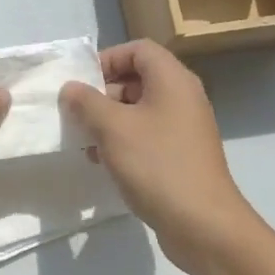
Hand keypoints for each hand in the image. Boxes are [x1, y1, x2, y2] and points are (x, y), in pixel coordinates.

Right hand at [60, 40, 257, 274]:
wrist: (203, 224)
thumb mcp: (112, 128)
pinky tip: (102, 163)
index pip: (138, 49)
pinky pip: (146, 135)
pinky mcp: (180, 155)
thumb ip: (86, 102)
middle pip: (137, 79)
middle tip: (77, 115)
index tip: (81, 84)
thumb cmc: (157, 165)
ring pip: (138, 110)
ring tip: (85, 143)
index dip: (107, 59)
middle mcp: (182, 97)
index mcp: (172, 80)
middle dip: (102, 94)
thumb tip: (71, 88)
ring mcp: (184, 128)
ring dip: (108, 121)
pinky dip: (123, 142)